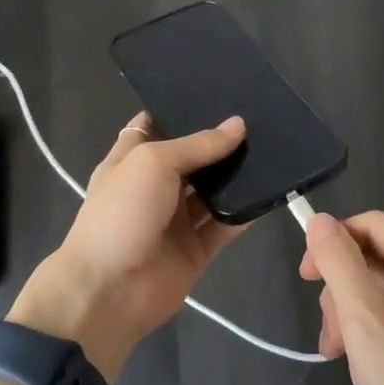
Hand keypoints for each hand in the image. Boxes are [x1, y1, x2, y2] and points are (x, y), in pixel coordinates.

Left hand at [12, 113, 247, 378]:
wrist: (109, 291)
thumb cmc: (121, 214)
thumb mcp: (153, 163)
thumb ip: (198, 145)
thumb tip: (238, 124)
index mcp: (131, 160)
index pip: (154, 126)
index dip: (179, 110)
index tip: (215, 93)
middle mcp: (154, 187)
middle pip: (191, 158)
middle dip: (218, 141)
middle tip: (260, 116)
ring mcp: (175, 220)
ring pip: (212, 191)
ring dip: (237, 175)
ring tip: (275, 147)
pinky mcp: (196, 249)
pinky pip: (226, 225)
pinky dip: (246, 212)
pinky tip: (272, 191)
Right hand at [300, 211, 383, 384]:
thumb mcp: (364, 319)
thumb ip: (340, 264)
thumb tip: (320, 221)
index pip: (373, 224)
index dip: (334, 241)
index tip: (308, 275)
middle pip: (377, 257)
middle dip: (342, 286)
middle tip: (329, 329)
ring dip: (352, 311)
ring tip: (339, 350)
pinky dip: (373, 326)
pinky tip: (359, 357)